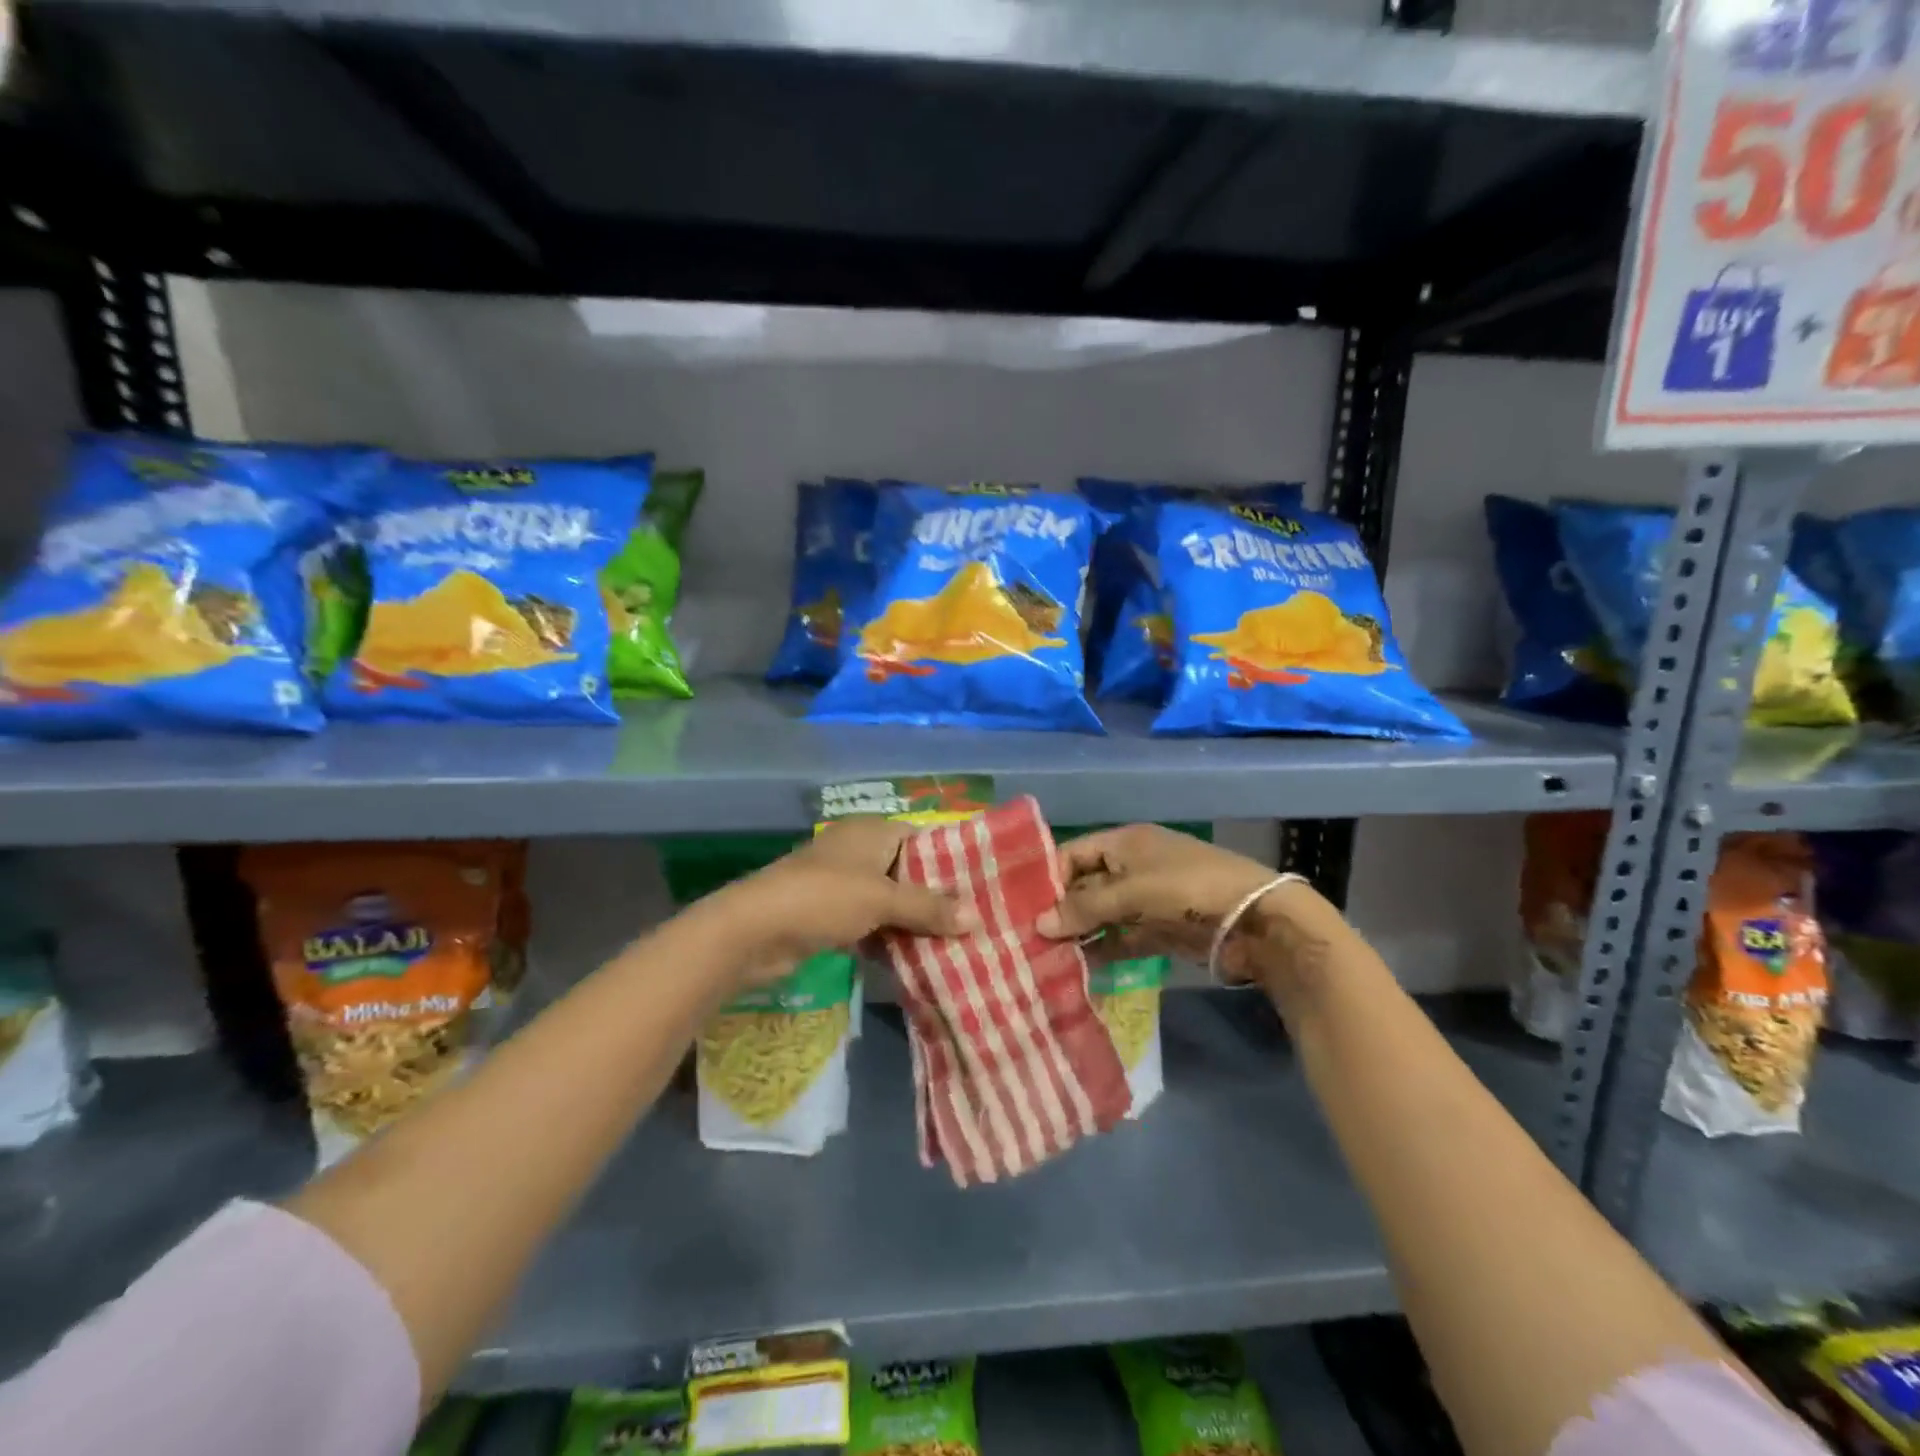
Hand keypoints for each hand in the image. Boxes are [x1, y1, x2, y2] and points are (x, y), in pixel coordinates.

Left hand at [711, 819, 972, 986]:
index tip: (983, 886)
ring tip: (958, 944)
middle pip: (909, 872)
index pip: (923, 838)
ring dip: (916, 923)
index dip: (952, 860)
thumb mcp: (882, 899)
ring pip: (892, 902)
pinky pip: (873, 924)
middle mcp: (859, 852)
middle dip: (937, 898)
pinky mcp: (832, 917)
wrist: (754, 931)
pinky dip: (892, 939)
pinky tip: (919, 960)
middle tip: (977, 922)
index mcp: (872, 832)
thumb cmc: (823, 898)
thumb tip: (976, 918)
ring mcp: (844, 885)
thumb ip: (928, 907)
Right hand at [1034, 824, 1292, 969]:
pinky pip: (1122, 938)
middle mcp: (1132, 867)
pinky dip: (1103, 950)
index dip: (1048, 876)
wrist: (1256, 921)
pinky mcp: (1160, 930)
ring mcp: (1147, 900)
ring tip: (1045, 957)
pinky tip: (1079, 967)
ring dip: (1079, 933)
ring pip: (1102, 915)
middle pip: (1085, 886)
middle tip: (1027, 937)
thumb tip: (1039, 924)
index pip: (1074, 853)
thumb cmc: (1189, 889)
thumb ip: (1085, 908)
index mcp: (1126, 843)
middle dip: (1060, 910)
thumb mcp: (1133, 892)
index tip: (1021, 906)